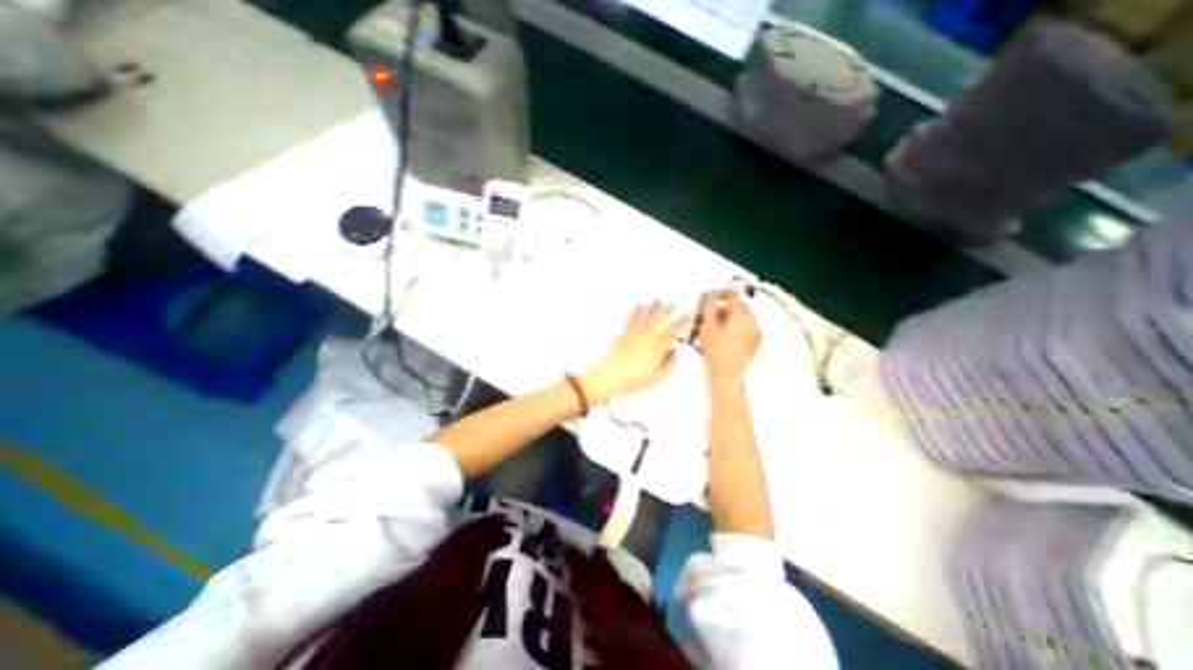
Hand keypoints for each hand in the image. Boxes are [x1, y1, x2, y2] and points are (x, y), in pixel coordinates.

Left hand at [581, 300, 689, 401]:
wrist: (609, 377)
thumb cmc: (633, 380)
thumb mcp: (657, 377)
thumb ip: (669, 364)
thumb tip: (673, 352)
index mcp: (658, 347)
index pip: (673, 329)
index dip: (681, 321)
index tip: (686, 316)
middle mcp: (647, 336)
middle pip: (659, 317)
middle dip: (667, 309)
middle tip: (672, 305)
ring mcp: (634, 332)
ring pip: (645, 314)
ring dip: (653, 306)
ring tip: (657, 301)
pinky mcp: (623, 333)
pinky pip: (631, 317)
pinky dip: (636, 310)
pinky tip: (638, 305)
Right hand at [695, 284, 758, 385]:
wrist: (728, 376)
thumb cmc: (715, 350)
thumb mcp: (707, 326)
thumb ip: (708, 306)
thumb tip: (709, 293)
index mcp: (741, 313)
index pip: (733, 293)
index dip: (721, 290)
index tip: (711, 293)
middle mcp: (752, 319)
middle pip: (739, 305)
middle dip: (726, 303)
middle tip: (711, 308)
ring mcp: (755, 332)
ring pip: (743, 316)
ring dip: (731, 315)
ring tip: (717, 321)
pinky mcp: (755, 343)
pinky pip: (746, 327)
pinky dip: (736, 325)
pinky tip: (727, 333)